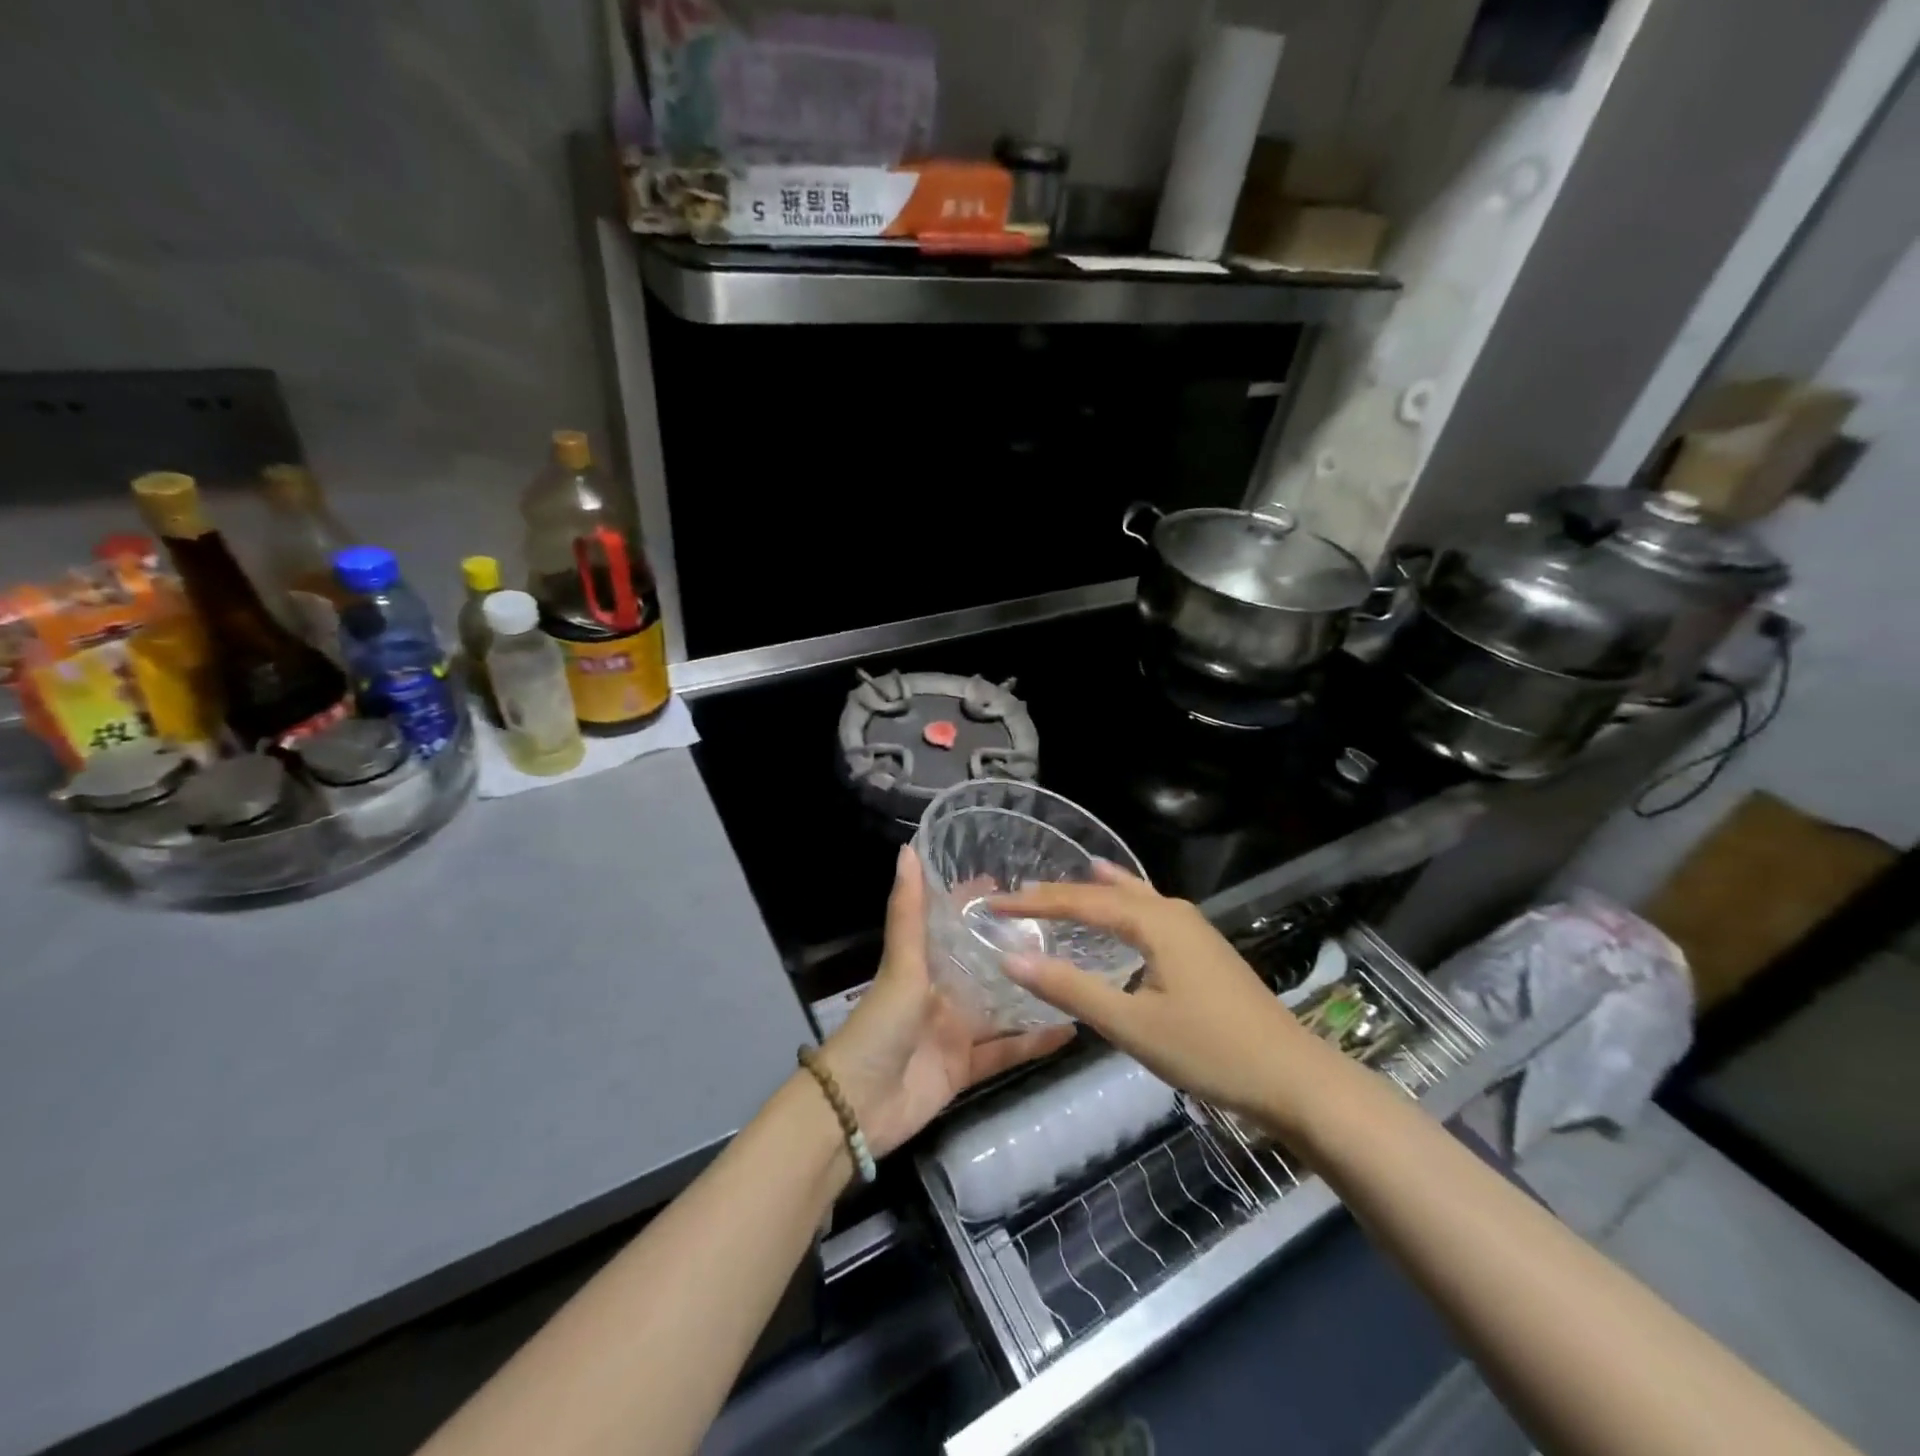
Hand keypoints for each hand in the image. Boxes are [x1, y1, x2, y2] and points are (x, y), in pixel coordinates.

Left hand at [819, 846, 1073, 1157]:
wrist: (858, 1106)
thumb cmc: (879, 1026)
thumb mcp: (900, 965)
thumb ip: (909, 912)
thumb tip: (908, 848)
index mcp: (923, 965)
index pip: (952, 924)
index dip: (974, 903)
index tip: (1011, 883)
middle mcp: (941, 993)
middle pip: (982, 965)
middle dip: (1013, 948)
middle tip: (1061, 928)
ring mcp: (954, 1031)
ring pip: (1000, 1008)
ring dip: (1029, 993)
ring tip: (1074, 972)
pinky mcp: (966, 1067)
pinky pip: (1005, 1051)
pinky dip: (1033, 1043)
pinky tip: (1070, 1029)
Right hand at [996, 864, 1338, 1129]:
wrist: (1293, 1078)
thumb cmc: (1210, 1050)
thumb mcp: (1132, 1024)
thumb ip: (1071, 989)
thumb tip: (1012, 957)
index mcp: (1155, 922)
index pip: (1081, 902)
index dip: (1035, 903)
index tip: (995, 905)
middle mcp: (1173, 912)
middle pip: (1106, 893)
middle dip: (1061, 894)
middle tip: (1019, 895)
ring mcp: (1194, 929)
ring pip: (1132, 898)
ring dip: (1093, 894)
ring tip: (1061, 885)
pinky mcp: (1203, 950)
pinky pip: (1150, 911)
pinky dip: (1123, 904)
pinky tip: (1124, 907)